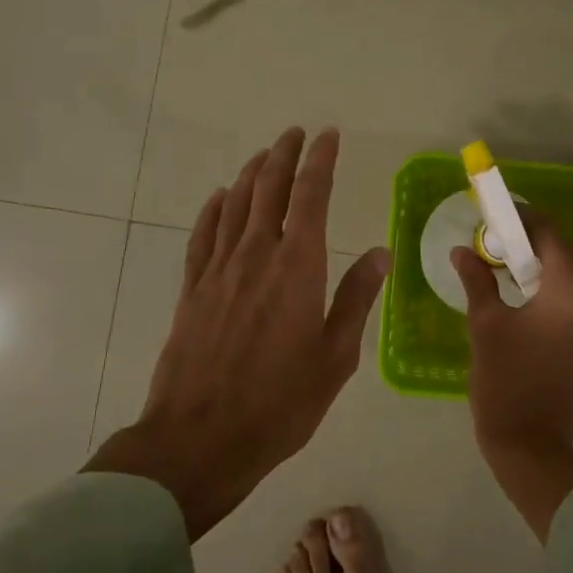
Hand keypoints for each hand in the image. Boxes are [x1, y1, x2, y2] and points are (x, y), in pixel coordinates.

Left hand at [87, 128, 389, 539]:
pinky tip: (220, 197)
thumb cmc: (280, 403)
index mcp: (297, 267)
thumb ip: (356, 299)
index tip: (327, 136)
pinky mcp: (193, 290)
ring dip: (251, 174)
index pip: (310, 196)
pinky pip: (203, 235)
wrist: (200, 439)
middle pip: (268, 189)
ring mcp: (219, 271)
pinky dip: (214, 209)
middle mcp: (256, 256)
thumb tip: (379, 253)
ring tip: (264, 156)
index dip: (320, 161)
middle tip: (295, 133)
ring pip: (235, 204)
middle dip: (283, 155)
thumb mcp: (335, 357)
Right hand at [452, 215, 572, 539]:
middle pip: (571, 250)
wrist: (532, 443)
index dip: (523, 219)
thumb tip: (461, 251)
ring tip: (513, 268)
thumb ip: (477, 280)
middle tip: (502, 244)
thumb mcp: (485, 324)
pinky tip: (529, 295)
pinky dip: (560, 284)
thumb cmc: (506, 379)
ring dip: (551, 262)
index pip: (551, 234)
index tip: (496, 217)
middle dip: (538, 240)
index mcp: (571, 288)